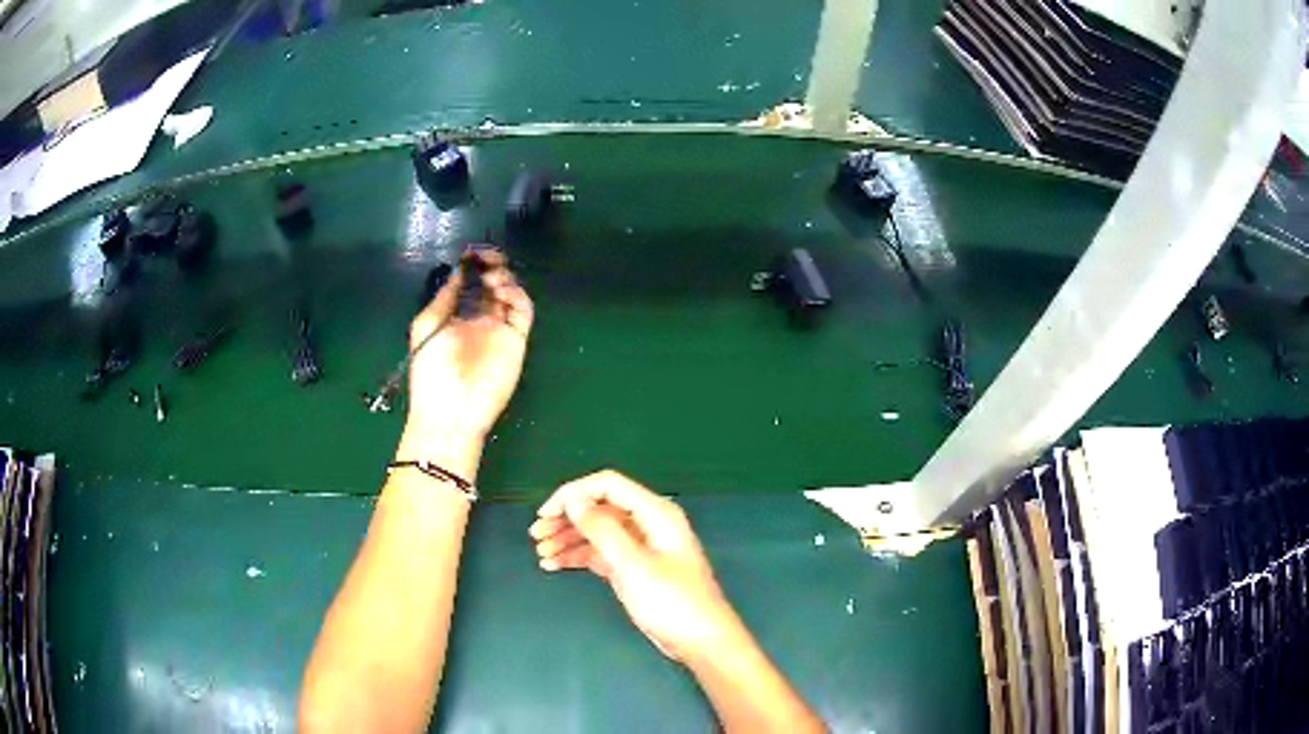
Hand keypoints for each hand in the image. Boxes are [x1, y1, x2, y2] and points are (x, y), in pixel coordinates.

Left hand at [398, 249, 532, 464]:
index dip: (472, 266)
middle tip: (490, 257)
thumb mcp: (428, 325)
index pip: (468, 284)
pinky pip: (523, 310)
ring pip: (509, 294)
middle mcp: (478, 319)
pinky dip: (517, 295)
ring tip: (494, 276)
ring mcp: (498, 329)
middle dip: (491, 267)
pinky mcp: (516, 339)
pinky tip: (504, 290)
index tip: (472, 253)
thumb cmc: (431, 370)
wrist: (451, 410)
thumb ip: (445, 297)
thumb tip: (459, 271)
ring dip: (503, 278)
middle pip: (491, 284)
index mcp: (454, 316)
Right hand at [529, 470, 739, 661]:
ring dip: (569, 539)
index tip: (545, 513)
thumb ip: (602, 530)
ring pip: (598, 532)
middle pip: (600, 508)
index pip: (607, 485)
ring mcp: (641, 547)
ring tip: (541, 553)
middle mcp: (647, 524)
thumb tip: (574, 500)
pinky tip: (554, 565)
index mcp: (655, 513)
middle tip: (536, 535)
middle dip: (567, 518)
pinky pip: (601, 553)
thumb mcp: (633, 565)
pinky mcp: (635, 569)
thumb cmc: (671, 601)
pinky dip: (579, 557)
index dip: (573, 494)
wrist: (700, 641)